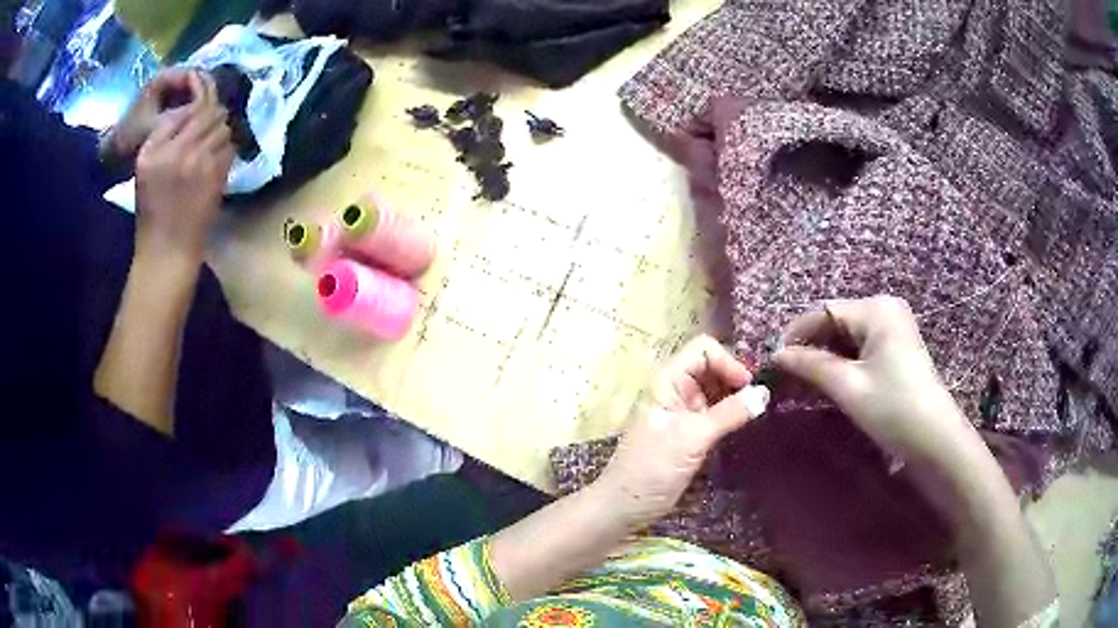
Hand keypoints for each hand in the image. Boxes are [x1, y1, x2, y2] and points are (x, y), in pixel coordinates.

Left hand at [102, 69, 214, 163]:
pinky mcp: (163, 104)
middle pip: (197, 81)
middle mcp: (167, 78)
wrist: (109, 157)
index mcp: (164, 77)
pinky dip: (190, 114)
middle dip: (205, 99)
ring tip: (203, 126)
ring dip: (198, 108)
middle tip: (211, 120)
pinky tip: (192, 130)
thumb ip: (184, 116)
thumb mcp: (158, 127)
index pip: (198, 74)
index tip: (212, 112)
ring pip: (192, 93)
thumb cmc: (130, 140)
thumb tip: (210, 113)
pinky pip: (184, 103)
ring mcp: (165, 91)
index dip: (207, 91)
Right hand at [134, 89, 232, 263]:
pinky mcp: (218, 177)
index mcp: (157, 149)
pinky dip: (226, 145)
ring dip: (221, 127)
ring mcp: (201, 163)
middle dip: (213, 108)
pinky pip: (230, 147)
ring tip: (211, 137)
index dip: (201, 93)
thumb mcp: (145, 167)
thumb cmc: (152, 209)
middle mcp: (180, 150)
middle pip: (211, 111)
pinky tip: (217, 154)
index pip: (188, 106)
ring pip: (223, 127)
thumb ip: (163, 133)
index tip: (203, 91)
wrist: (167, 248)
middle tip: (210, 114)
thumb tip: (190, 107)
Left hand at [595, 336, 769, 530]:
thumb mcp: (692, 438)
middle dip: (735, 378)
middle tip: (758, 400)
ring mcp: (683, 412)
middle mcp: (675, 390)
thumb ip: (729, 414)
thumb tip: (765, 393)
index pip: (703, 349)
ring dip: (735, 397)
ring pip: (716, 391)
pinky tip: (745, 425)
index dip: (727, 362)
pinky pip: (715, 413)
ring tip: (757, 412)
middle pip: (712, 367)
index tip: (747, 386)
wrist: (625, 506)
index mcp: (667, 381)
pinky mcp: (690, 433)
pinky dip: (731, 414)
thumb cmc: (652, 468)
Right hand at [773, 296, 986, 469]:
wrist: (935, 439)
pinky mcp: (896, 348)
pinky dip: (842, 364)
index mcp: (876, 309)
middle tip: (786, 378)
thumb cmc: (892, 408)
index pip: (823, 311)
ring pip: (846, 337)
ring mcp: (893, 328)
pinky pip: (860, 348)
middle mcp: (885, 309)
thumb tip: (776, 354)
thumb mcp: (848, 386)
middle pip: (835, 322)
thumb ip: (810, 364)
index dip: (796, 334)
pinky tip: (827, 384)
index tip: (773, 362)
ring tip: (802, 384)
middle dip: (810, 348)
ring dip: (824, 359)